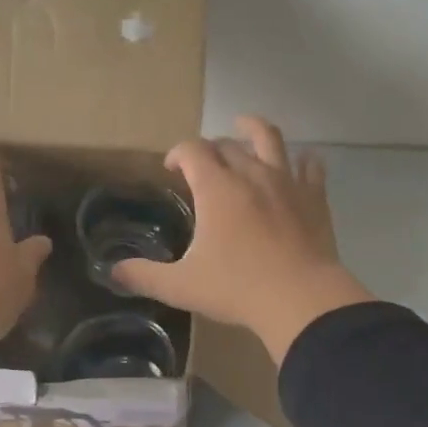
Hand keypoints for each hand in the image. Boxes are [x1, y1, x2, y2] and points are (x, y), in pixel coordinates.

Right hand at [113, 116, 373, 362]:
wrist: (301, 299)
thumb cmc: (237, 289)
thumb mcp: (182, 286)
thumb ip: (144, 276)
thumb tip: (113, 273)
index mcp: (216, 188)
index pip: (192, 151)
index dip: (177, 153)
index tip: (171, 167)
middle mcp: (250, 174)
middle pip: (226, 145)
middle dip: (210, 148)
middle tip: (203, 164)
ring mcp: (286, 182)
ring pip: (270, 140)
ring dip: (253, 130)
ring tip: (245, 127)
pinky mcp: (314, 197)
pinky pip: (310, 167)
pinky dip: (303, 161)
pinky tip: (301, 163)